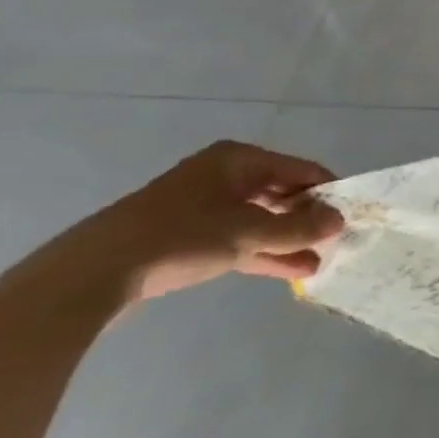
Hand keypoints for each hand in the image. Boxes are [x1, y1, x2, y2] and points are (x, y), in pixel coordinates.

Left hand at [7, 141, 342, 310]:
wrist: (88, 277)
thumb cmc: (180, 238)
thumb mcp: (250, 233)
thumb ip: (300, 227)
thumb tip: (339, 220)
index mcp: (238, 160)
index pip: (302, 169)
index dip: (329, 192)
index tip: (351, 217)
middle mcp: (221, 175)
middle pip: (280, 193)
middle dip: (308, 219)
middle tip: (334, 242)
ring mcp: (200, 206)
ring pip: (259, 220)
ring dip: (287, 241)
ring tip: (317, 263)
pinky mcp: (182, 237)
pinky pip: (236, 238)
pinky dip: (261, 252)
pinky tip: (288, 270)